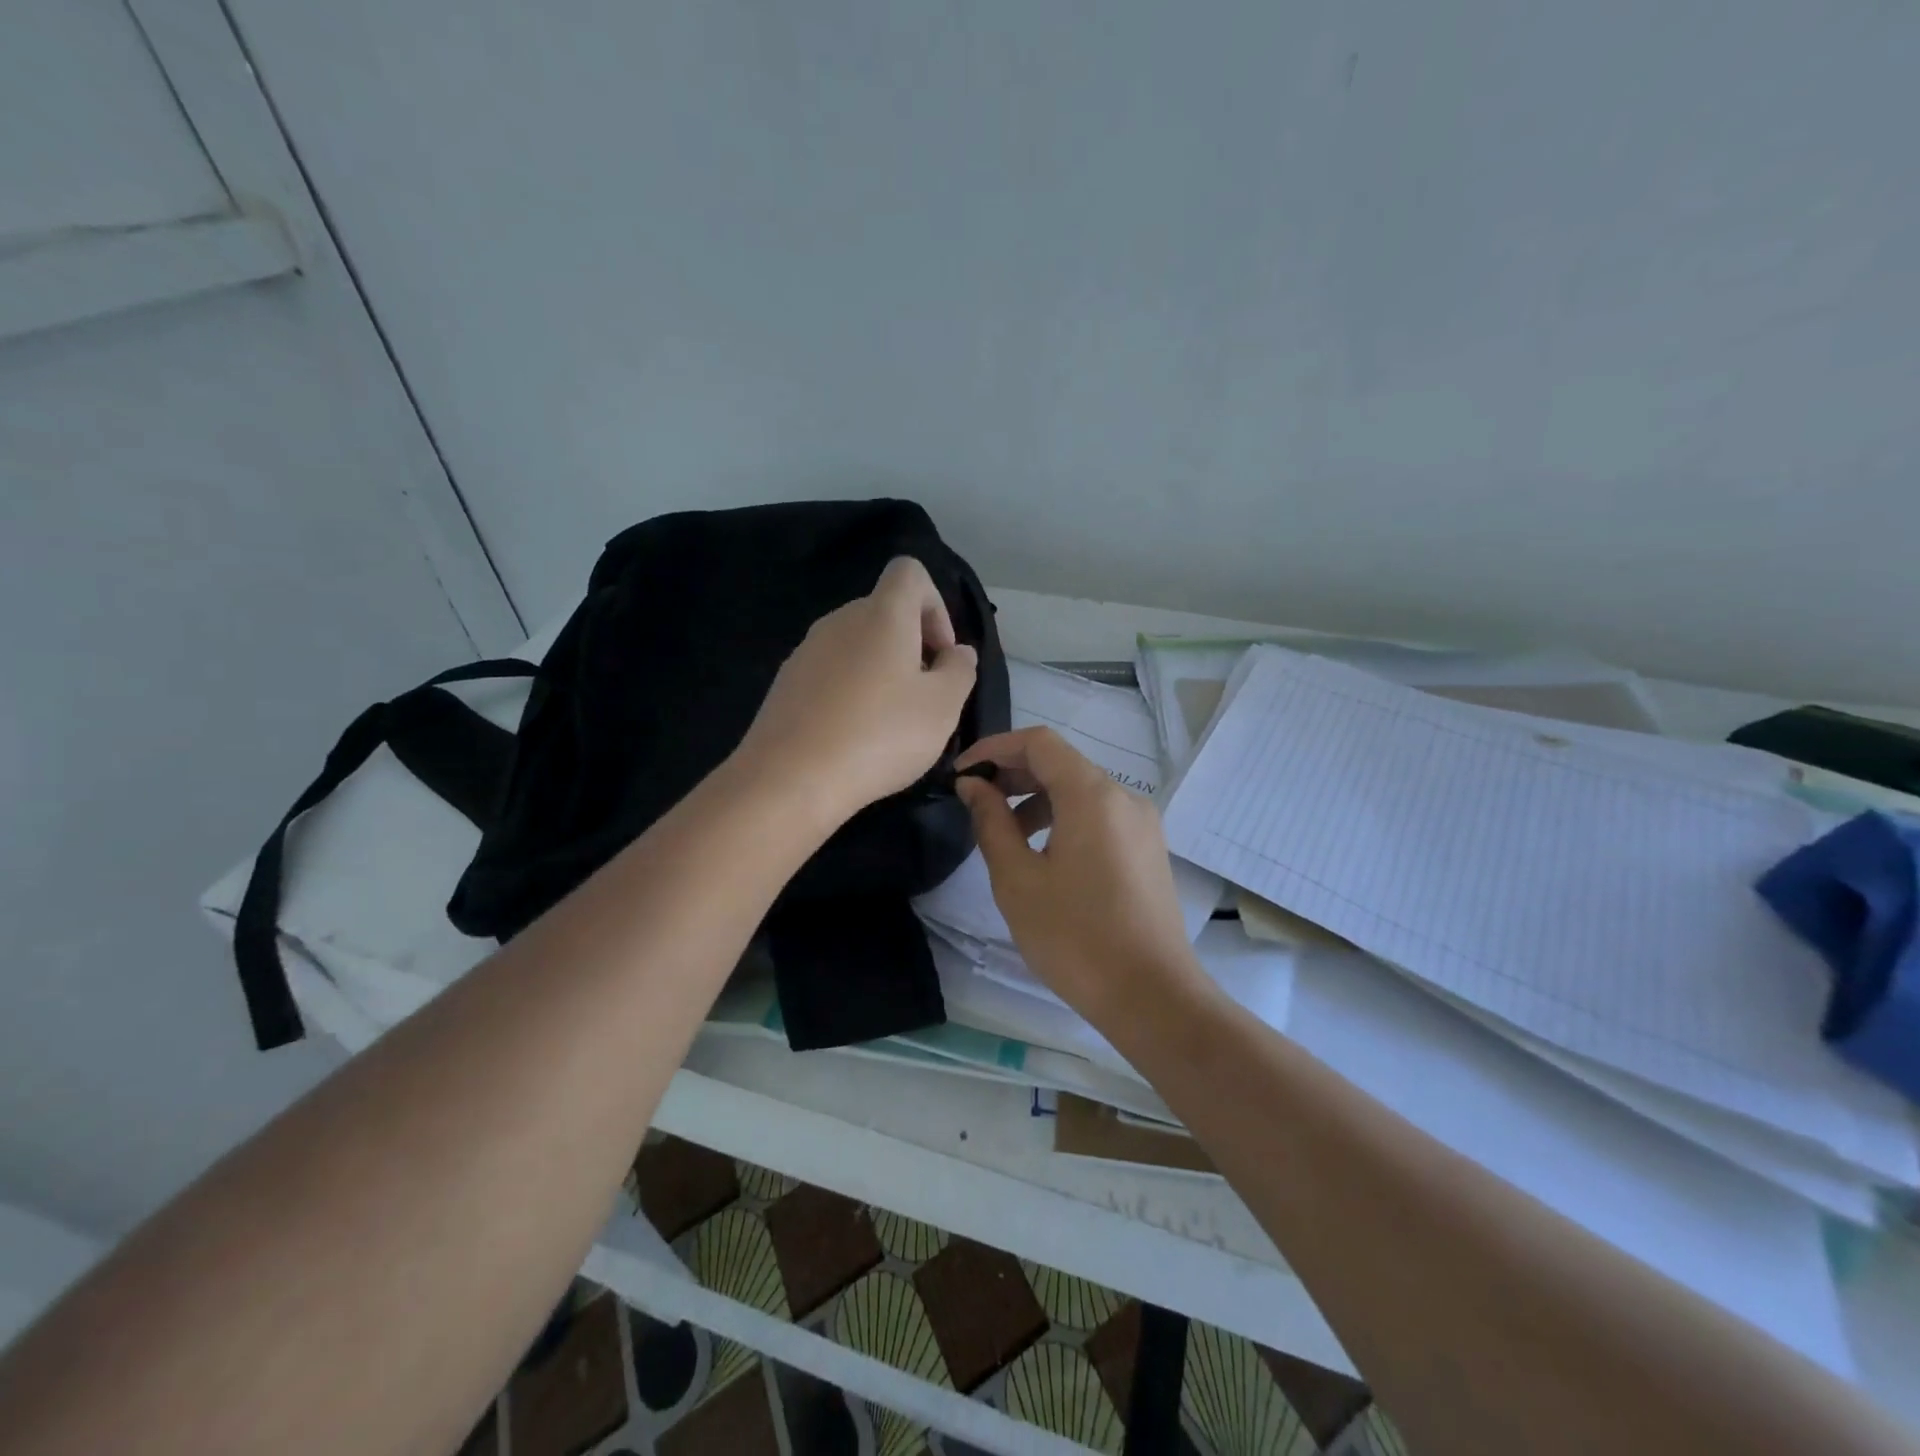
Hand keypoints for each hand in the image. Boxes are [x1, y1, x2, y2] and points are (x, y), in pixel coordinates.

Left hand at [735, 557, 977, 823]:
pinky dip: (850, 692)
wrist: (790, 779)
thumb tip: (958, 652)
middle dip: (912, 646)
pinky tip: (853, 736)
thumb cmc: (880, 735)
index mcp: (882, 614)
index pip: (910, 573)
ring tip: (889, 723)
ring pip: (856, 645)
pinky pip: (830, 673)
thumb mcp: (942, 707)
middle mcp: (840, 621)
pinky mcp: (786, 683)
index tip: (940, 654)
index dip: (935, 605)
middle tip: (923, 697)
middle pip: (884, 612)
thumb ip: (960, 670)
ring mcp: (806, 651)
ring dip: (881, 671)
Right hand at [955, 726, 1202, 1022]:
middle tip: (973, 800)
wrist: (1152, 996)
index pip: (1038, 742)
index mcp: (1092, 795)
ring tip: (1003, 834)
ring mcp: (1142, 824)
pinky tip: (1042, 854)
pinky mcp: (1148, 850)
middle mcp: (1124, 797)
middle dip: (1013, 773)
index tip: (961, 774)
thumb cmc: (1075, 937)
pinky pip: (1099, 816)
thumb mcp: (1018, 880)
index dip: (994, 748)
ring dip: (1037, 799)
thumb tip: (973, 785)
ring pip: (1081, 791)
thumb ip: (991, 822)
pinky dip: (1064, 819)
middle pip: (1061, 763)